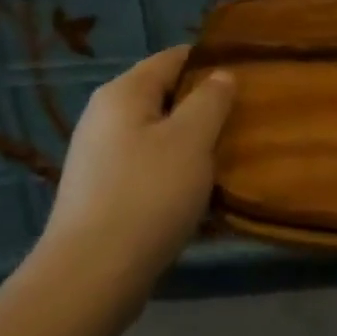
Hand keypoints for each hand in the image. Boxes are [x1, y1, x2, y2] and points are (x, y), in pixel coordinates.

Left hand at [36, 47, 236, 306]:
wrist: (90, 278)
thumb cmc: (147, 195)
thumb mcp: (192, 140)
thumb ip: (211, 100)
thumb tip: (220, 74)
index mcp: (123, 92)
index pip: (174, 57)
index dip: (210, 62)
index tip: (246, 76)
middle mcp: (104, 116)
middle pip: (164, 95)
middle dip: (203, 106)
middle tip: (242, 121)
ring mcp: (98, 156)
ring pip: (157, 134)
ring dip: (190, 143)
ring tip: (225, 158)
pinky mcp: (100, 193)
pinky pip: (146, 167)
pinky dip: (172, 172)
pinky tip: (195, 193)